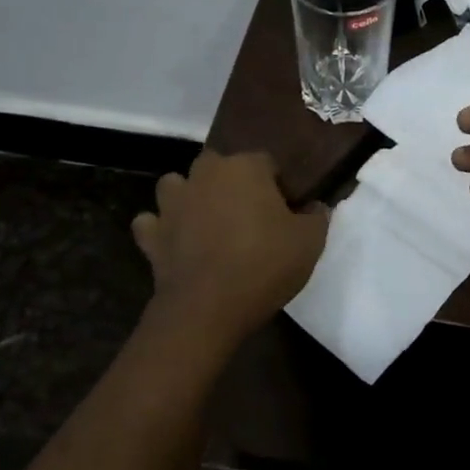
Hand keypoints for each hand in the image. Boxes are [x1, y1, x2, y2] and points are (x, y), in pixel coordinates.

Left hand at [131, 150, 328, 344]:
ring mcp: (173, 202)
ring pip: (177, 185)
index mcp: (245, 167)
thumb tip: (316, 206)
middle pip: (220, 167)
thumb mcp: (310, 242)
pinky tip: (175, 242)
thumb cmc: (264, 265)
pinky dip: (162, 229)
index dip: (278, 186)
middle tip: (250, 217)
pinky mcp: (151, 234)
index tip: (287, 212)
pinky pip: (152, 222)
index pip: (267, 163)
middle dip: (233, 184)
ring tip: (207, 222)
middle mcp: (205, 174)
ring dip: (189, 197)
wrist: (207, 307)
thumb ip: (317, 216)